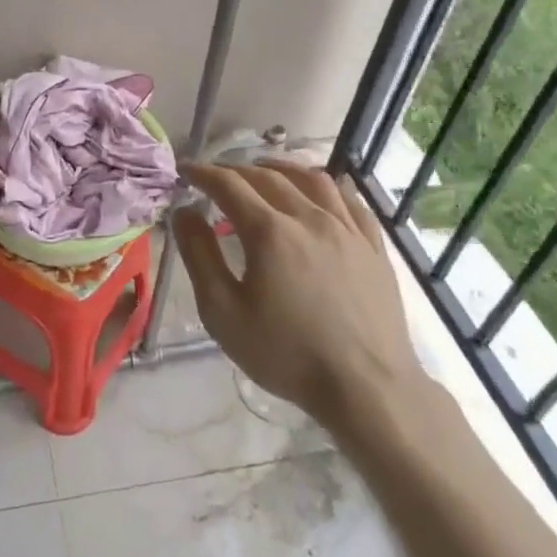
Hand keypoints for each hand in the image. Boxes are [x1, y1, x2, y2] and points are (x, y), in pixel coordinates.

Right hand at [175, 160, 430, 446]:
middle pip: (267, 176)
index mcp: (269, 232)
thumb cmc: (286, 354)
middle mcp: (308, 217)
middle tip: (216, 175)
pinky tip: (319, 193)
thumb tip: (184, 212)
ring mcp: (346, 229)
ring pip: (312, 179)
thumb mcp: (223, 312)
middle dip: (235, 169)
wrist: (367, 389)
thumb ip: (199, 256)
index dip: (203, 173)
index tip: (186, 170)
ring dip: (281, 167)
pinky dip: (326, 186)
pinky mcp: (373, 247)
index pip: (228, 185)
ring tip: (265, 170)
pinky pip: (349, 200)